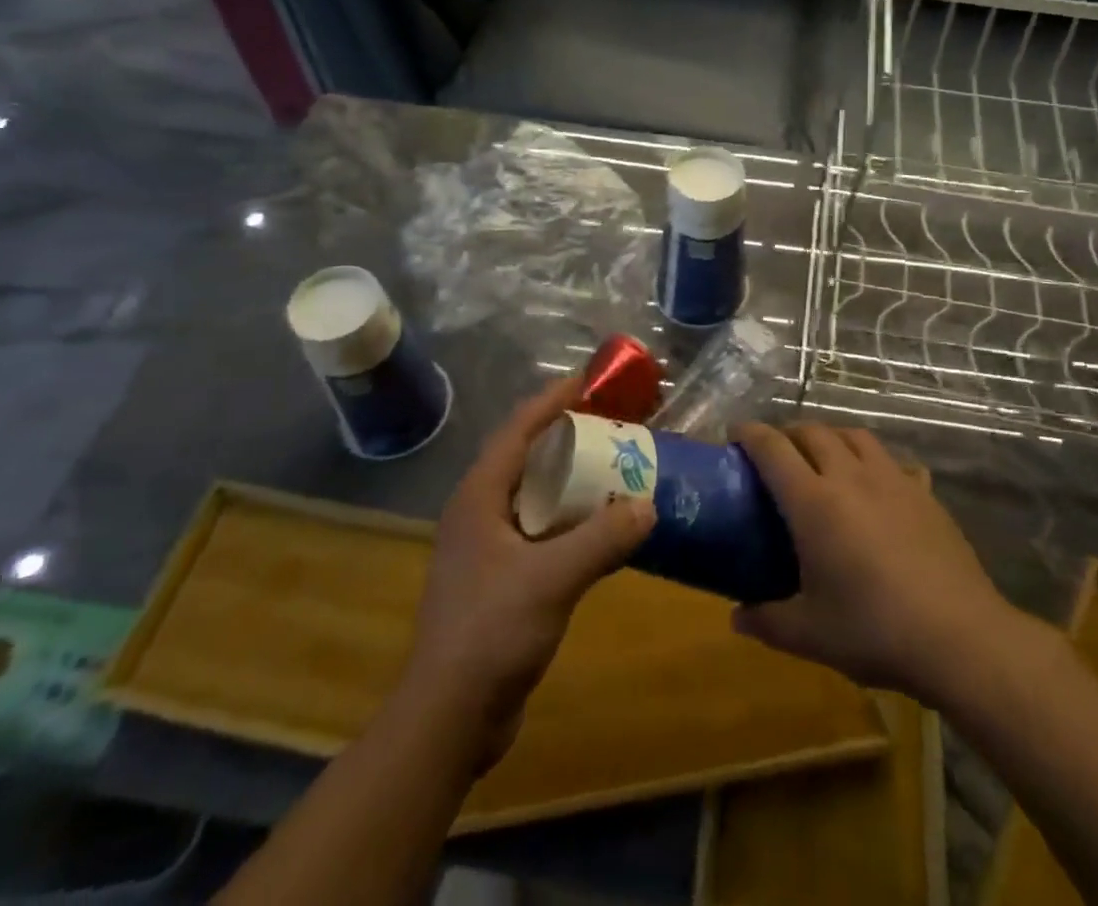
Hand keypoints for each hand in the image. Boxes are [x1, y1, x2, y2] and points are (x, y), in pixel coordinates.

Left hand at [400, 375, 656, 765]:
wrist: (449, 718)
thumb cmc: (491, 632)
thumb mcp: (552, 579)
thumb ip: (603, 540)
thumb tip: (649, 505)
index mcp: (480, 496)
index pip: (518, 429)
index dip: (553, 401)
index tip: (590, 380)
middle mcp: (480, 512)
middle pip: (528, 458)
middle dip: (569, 437)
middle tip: (614, 424)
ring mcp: (488, 548)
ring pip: (537, 496)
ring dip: (574, 482)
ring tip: (617, 468)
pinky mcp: (500, 579)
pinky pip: (543, 532)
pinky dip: (573, 521)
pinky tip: (604, 529)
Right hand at [732, 422, 1034, 704]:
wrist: (959, 637)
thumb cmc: (873, 630)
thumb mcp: (809, 634)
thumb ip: (767, 621)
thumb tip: (736, 619)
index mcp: (813, 501)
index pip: (772, 448)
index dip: (749, 433)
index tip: (735, 433)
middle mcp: (850, 477)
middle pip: (813, 431)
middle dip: (789, 432)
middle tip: (777, 452)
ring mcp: (893, 480)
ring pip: (855, 436)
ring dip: (832, 436)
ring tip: (824, 456)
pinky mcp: (925, 494)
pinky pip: (895, 462)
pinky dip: (876, 462)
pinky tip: (879, 485)